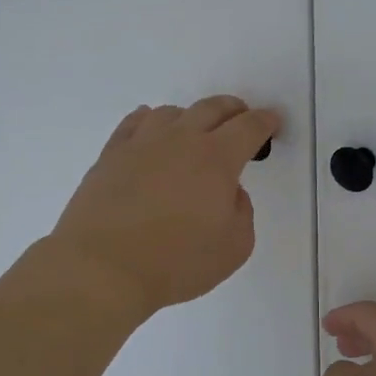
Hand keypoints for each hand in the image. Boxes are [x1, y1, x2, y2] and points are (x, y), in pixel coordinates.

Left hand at [47, 96, 281, 320]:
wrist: (102, 267)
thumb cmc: (176, 262)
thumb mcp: (234, 247)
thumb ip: (241, 212)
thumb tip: (229, 192)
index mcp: (216, 159)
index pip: (248, 127)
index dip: (265, 121)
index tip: (272, 122)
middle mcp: (181, 140)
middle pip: (212, 108)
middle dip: (232, 109)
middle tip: (240, 118)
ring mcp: (142, 143)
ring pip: (171, 113)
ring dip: (191, 117)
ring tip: (194, 132)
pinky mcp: (111, 155)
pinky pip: (134, 123)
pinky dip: (150, 121)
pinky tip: (150, 130)